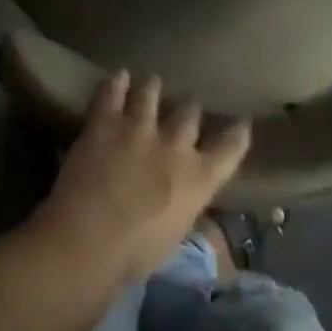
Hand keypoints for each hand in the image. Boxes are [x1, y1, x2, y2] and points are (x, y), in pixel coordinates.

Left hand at [27, 72, 250, 284]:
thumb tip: (188, 200)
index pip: (230, 149)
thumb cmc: (135, 255)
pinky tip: (119, 76)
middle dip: (189, 108)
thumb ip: (186, 208)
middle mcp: (175, 145)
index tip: (242, 122)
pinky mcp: (106, 121)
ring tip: (152, 82)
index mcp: (198, 179)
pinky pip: (113, 92)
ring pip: (151, 94)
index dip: (237, 134)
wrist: (90, 238)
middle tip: (187, 103)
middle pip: (189, 113)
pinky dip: (117, 83)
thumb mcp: (175, 236)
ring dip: (153, 88)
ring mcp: (140, 127)